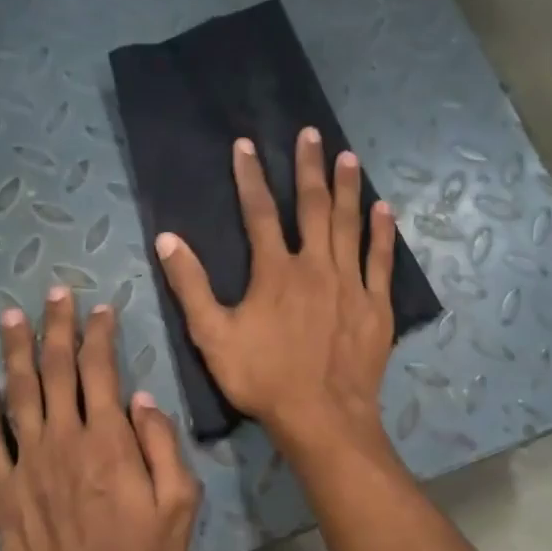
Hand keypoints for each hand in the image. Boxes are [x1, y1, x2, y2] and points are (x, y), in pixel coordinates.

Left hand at [0, 288, 199, 550]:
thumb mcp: (180, 505)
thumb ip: (163, 447)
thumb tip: (144, 398)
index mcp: (110, 440)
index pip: (101, 371)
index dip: (99, 336)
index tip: (100, 309)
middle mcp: (65, 439)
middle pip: (57, 370)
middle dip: (57, 328)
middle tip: (54, 294)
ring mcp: (28, 462)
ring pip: (19, 393)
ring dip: (16, 351)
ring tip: (12, 317)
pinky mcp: (3, 489)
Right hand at [155, 128, 396, 449]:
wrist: (321, 416)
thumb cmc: (263, 378)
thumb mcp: (213, 336)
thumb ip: (190, 286)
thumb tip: (167, 239)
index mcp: (275, 271)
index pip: (259, 212)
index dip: (251, 176)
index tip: (246, 145)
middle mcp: (316, 266)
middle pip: (313, 207)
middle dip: (310, 167)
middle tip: (312, 134)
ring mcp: (351, 284)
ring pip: (350, 225)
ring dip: (348, 188)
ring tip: (348, 157)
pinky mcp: (376, 305)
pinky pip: (380, 260)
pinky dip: (382, 233)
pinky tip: (384, 210)